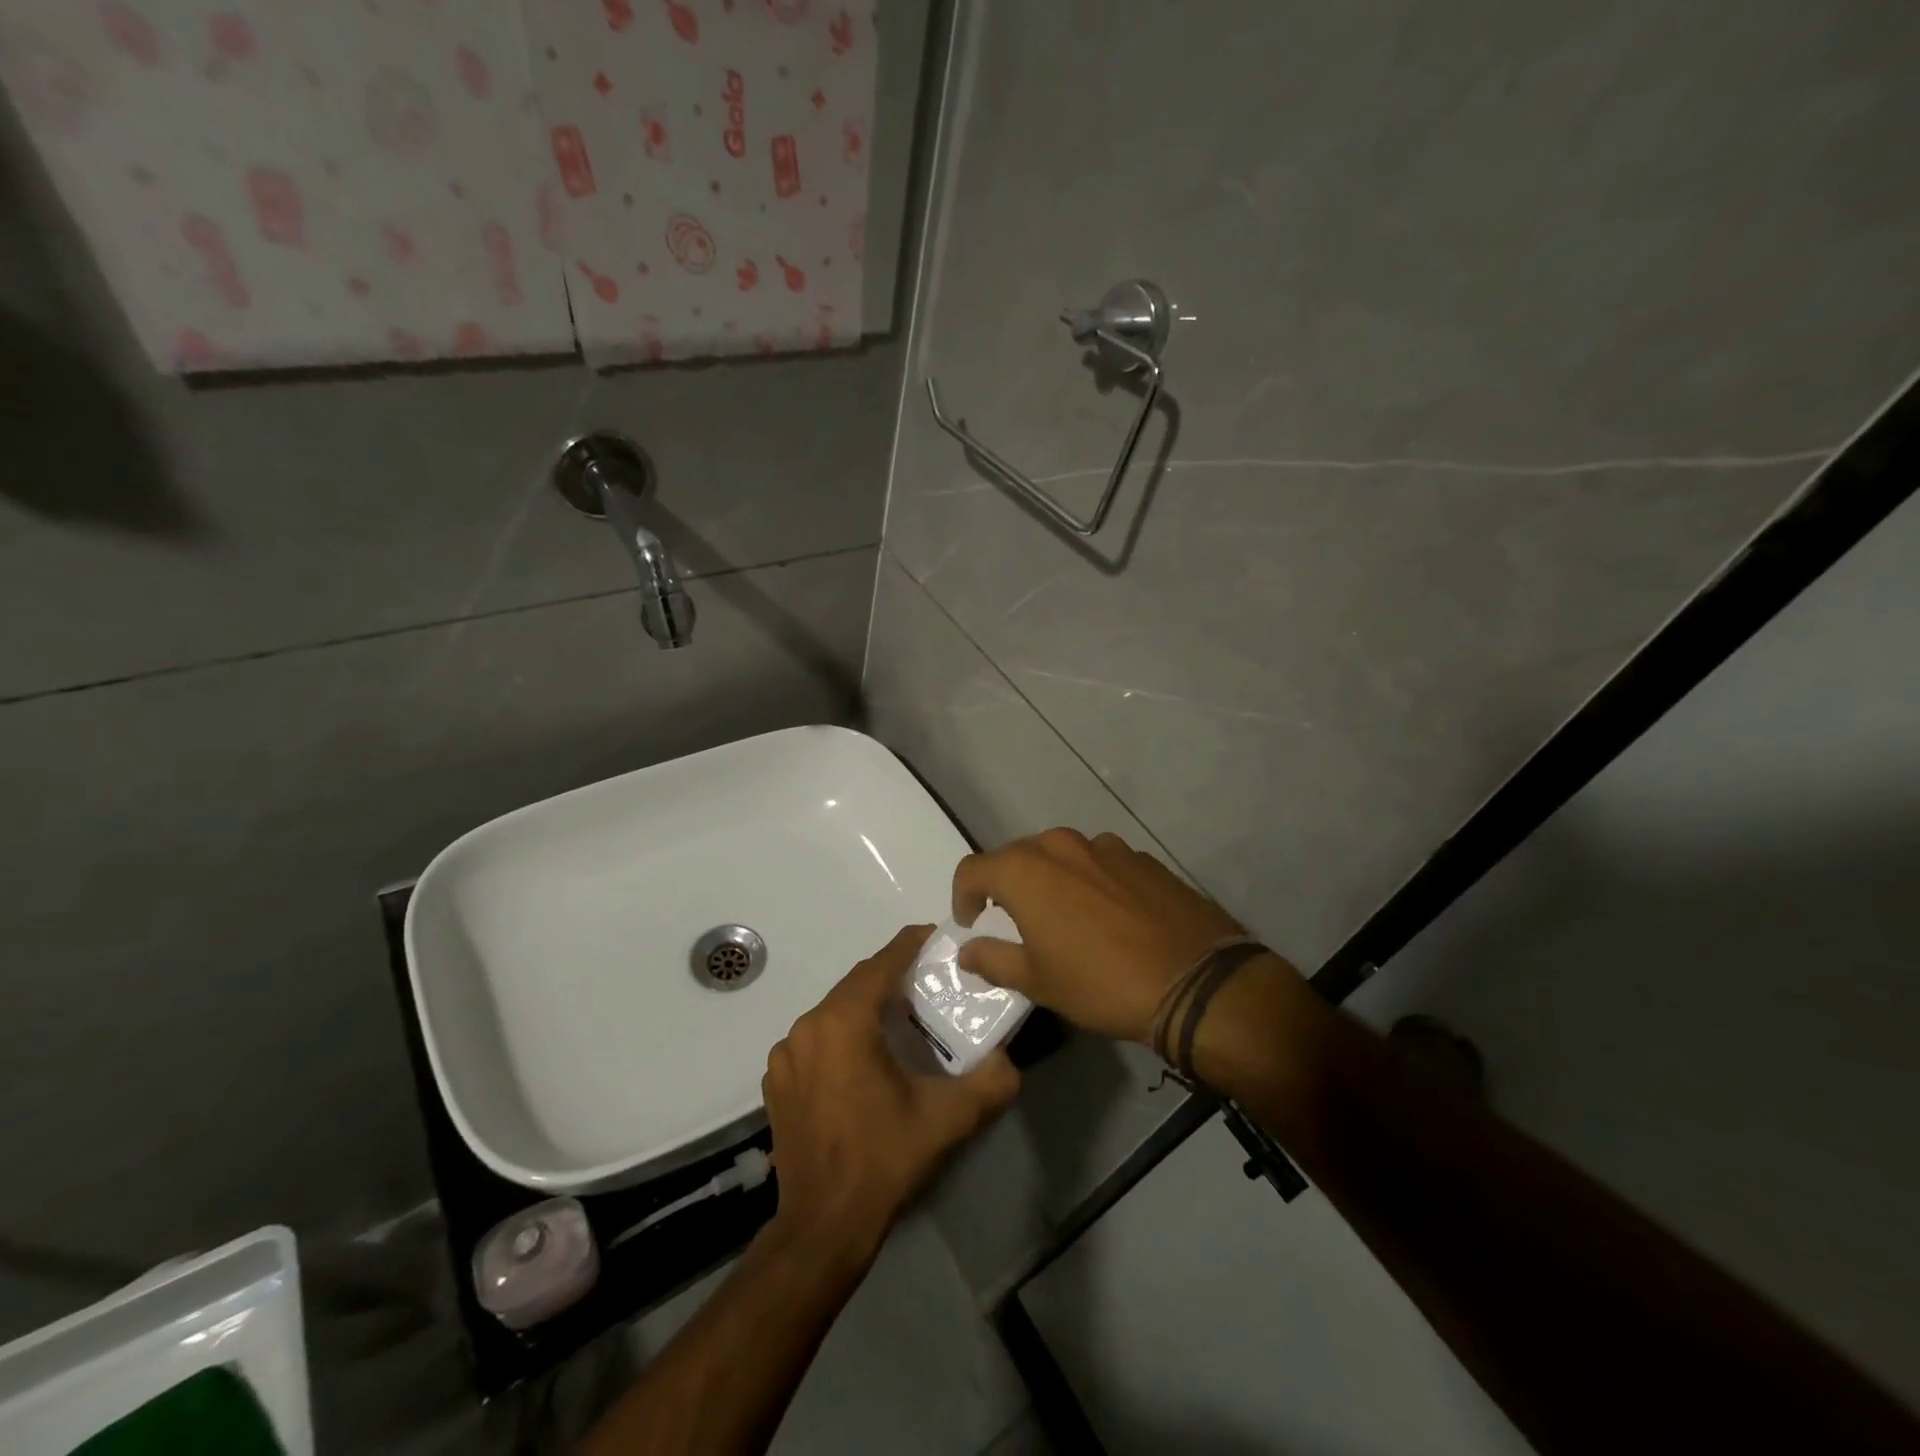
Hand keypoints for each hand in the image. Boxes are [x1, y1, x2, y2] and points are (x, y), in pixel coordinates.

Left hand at [762, 926, 1020, 1264]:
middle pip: (856, 984)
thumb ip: (989, 1083)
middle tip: (927, 982)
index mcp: (843, 1022)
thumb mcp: (946, 1120)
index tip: (935, 937)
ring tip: (900, 1020)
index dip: (909, 945)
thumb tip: (1010, 1062)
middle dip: (891, 977)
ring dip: (865, 1007)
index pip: (881, 964)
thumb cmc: (883, 1160)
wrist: (823, 1227)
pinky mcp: (778, 1082)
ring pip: (834, 1011)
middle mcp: (807, 1027)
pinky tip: (864, 1060)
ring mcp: (786, 1055)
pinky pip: (816, 1039)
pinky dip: (841, 1035)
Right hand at [953, 828, 1270, 1043]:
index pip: (973, 869)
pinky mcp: (1142, 857)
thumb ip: (993, 959)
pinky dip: (1091, 882)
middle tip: (1016, 922)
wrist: (1196, 981)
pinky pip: (1100, 863)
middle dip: (1007, 885)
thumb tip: (968, 950)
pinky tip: (1110, 917)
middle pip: (1017, 856)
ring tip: (1066, 918)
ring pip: (1061, 856)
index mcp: (1026, 870)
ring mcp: (1106, 846)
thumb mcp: (1038, 982)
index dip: (963, 896)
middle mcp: (1061, 845)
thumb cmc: (1101, 983)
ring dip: (1052, 880)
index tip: (972, 923)